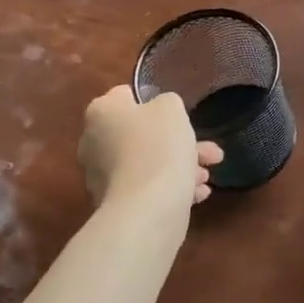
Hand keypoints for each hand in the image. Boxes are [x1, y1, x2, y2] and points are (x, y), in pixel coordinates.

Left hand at [79, 85, 223, 209]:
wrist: (147, 206)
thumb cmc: (158, 146)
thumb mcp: (172, 109)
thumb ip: (166, 102)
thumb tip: (160, 110)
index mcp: (102, 112)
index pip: (126, 96)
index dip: (153, 101)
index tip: (177, 113)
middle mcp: (95, 141)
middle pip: (141, 134)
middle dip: (179, 142)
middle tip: (208, 151)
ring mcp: (102, 175)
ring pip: (148, 162)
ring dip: (180, 166)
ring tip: (206, 177)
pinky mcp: (114, 202)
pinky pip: (147, 187)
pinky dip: (170, 187)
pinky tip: (197, 194)